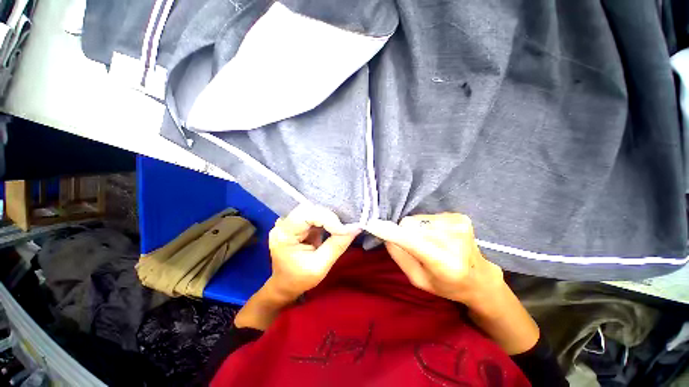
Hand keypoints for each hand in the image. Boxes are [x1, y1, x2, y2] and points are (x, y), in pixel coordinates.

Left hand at [268, 205, 359, 299]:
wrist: (285, 284)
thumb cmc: (299, 279)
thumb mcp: (319, 267)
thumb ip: (337, 245)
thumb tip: (356, 227)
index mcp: (284, 234)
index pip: (306, 214)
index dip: (328, 219)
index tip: (344, 231)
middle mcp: (283, 223)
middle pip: (310, 209)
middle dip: (330, 217)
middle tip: (345, 229)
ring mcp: (289, 221)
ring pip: (314, 209)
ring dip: (330, 217)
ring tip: (342, 227)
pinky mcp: (298, 222)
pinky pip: (315, 214)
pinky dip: (327, 219)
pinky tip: (335, 226)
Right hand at [366, 213, 505, 314]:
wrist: (480, 277)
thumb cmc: (447, 285)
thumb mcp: (418, 280)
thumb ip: (400, 257)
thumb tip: (387, 234)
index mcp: (445, 263)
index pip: (412, 241)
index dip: (391, 232)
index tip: (372, 224)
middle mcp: (454, 240)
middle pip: (411, 225)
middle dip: (405, 233)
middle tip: (415, 247)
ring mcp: (459, 224)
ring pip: (417, 219)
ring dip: (416, 229)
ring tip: (429, 243)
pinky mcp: (459, 216)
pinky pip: (427, 216)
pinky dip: (426, 225)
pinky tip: (437, 236)